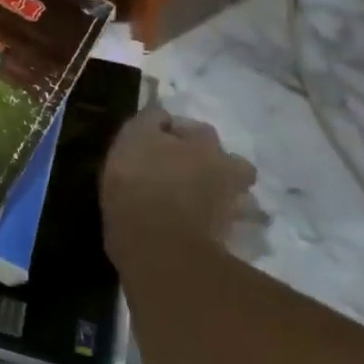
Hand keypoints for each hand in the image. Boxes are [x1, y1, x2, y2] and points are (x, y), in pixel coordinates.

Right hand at [100, 106, 257, 271]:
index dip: (172, 133)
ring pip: (231, 195)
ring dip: (217, 196)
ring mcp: (230, 206)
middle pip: (226, 161)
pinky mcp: (226, 241)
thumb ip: (150, 120)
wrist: (157, 245)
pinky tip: (191, 229)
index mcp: (205, 143)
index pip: (193, 128)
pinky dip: (212, 226)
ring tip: (190, 204)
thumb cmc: (140, 183)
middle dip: (208, 163)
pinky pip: (222, 227)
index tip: (151, 145)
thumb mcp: (132, 138)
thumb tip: (162, 118)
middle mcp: (227, 169)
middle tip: (178, 173)